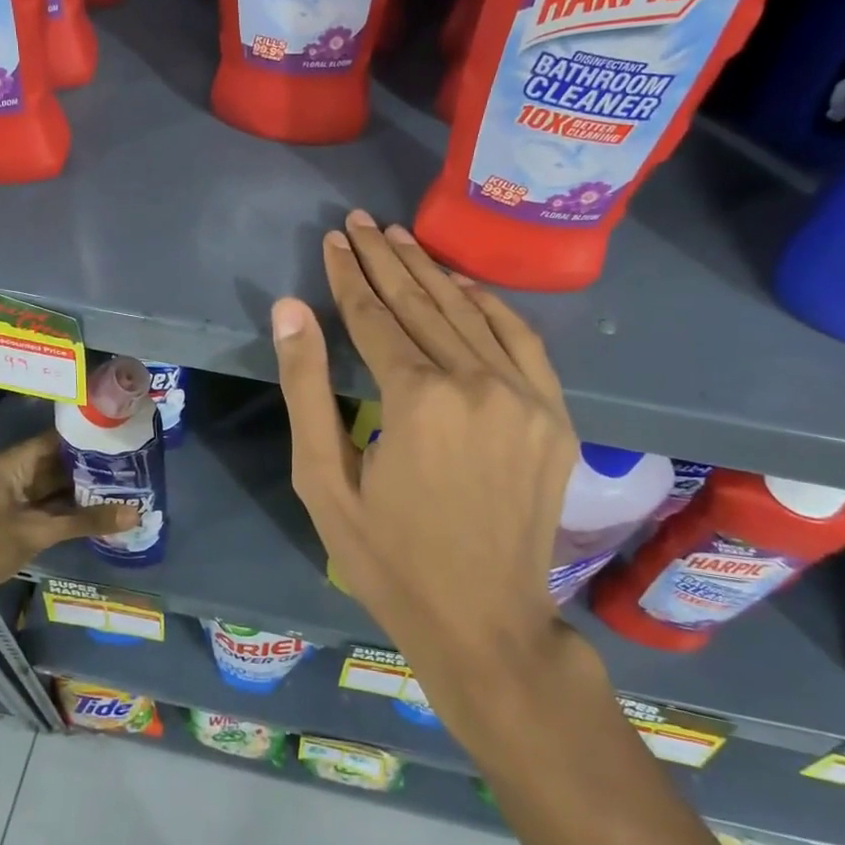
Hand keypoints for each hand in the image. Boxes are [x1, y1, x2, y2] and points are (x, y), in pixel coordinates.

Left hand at [0, 432, 138, 618]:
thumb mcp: (38, 532)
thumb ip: (86, 522)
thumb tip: (136, 514)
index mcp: (16, 463)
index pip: (60, 440)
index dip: (91, 439)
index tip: (125, 441)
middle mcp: (17, 474)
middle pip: (60, 464)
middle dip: (93, 468)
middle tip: (134, 469)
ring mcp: (15, 499)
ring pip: (56, 489)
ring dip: (84, 492)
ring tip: (125, 490)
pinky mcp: (15, 520)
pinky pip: (49, 508)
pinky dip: (71, 512)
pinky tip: (99, 515)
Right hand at [271, 212, 579, 728]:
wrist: (485, 623)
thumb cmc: (388, 559)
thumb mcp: (323, 482)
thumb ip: (306, 389)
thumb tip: (290, 309)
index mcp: (418, 400)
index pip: (374, 317)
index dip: (348, 275)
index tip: (335, 238)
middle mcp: (478, 383)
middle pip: (421, 303)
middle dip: (385, 259)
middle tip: (362, 221)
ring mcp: (525, 396)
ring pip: (470, 313)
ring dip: (431, 272)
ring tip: (400, 237)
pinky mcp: (554, 414)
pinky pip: (521, 339)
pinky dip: (489, 304)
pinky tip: (462, 284)